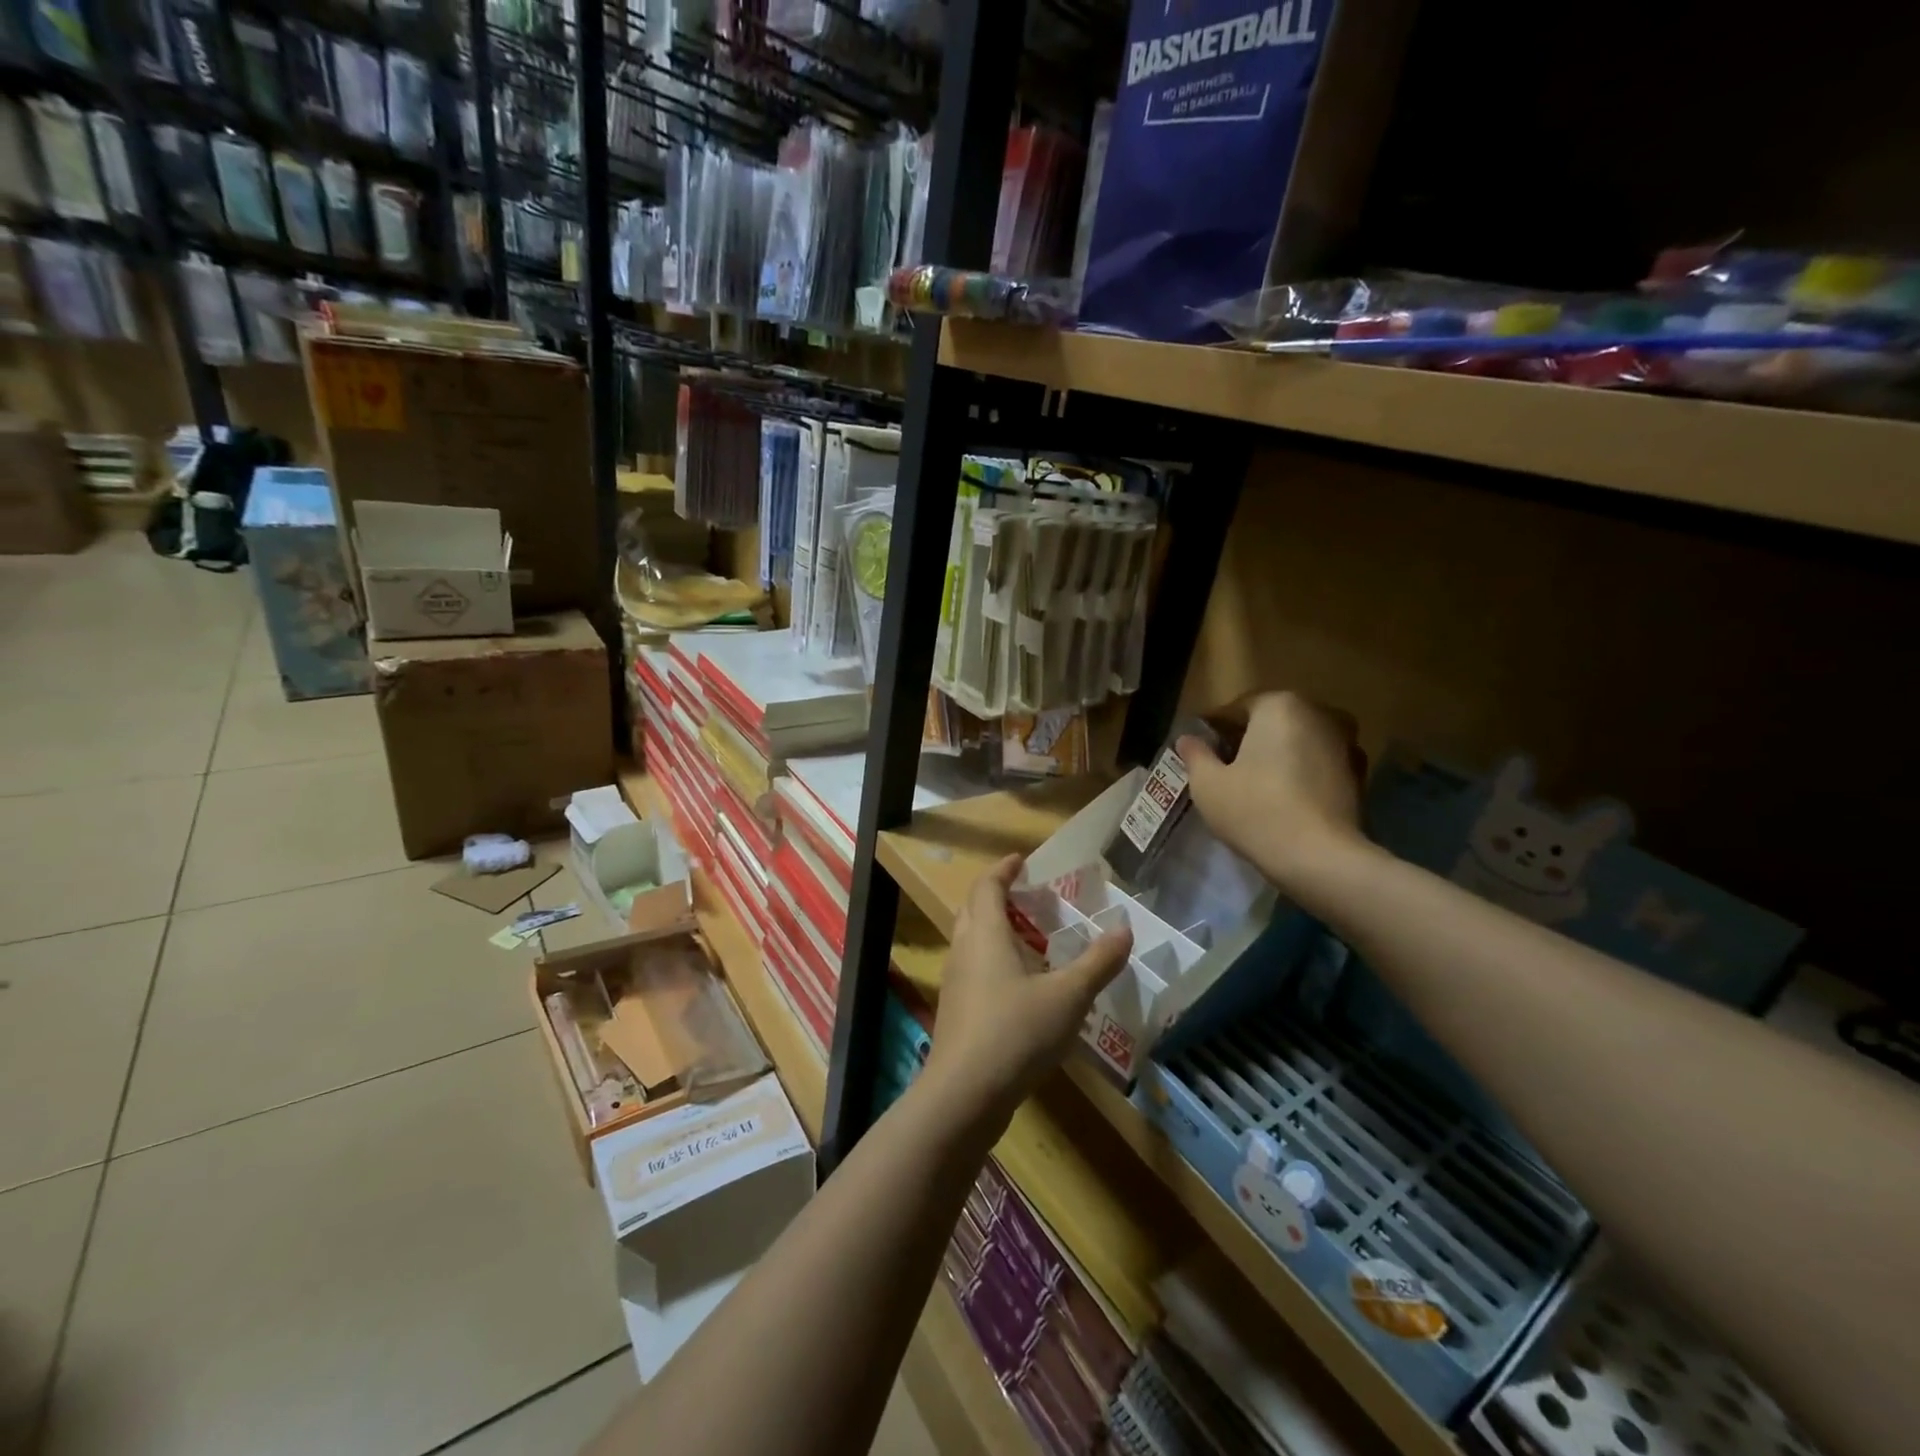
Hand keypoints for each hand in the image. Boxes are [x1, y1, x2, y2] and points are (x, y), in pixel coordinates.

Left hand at [925, 854, 1132, 1126]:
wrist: (965, 1094)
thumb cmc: (1016, 1032)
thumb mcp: (1068, 997)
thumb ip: (1097, 963)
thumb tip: (1125, 930)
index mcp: (985, 934)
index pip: (987, 886)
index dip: (1003, 870)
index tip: (1021, 860)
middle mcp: (964, 950)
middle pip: (973, 909)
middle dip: (997, 896)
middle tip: (1027, 896)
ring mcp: (955, 982)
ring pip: (971, 941)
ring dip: (994, 931)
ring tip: (1029, 939)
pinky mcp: (956, 1012)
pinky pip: (973, 970)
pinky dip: (993, 962)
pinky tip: (1020, 986)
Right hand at [1178, 692, 1366, 888]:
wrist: (1320, 858)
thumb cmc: (1255, 810)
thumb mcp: (1208, 784)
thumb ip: (1195, 755)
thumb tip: (1187, 739)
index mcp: (1279, 705)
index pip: (1236, 709)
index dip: (1213, 730)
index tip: (1198, 751)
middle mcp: (1318, 713)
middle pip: (1270, 722)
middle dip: (1247, 740)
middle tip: (1223, 768)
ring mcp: (1346, 743)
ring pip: (1297, 743)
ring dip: (1276, 757)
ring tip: (1253, 786)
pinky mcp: (1359, 775)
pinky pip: (1317, 765)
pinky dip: (1300, 774)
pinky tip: (1282, 800)